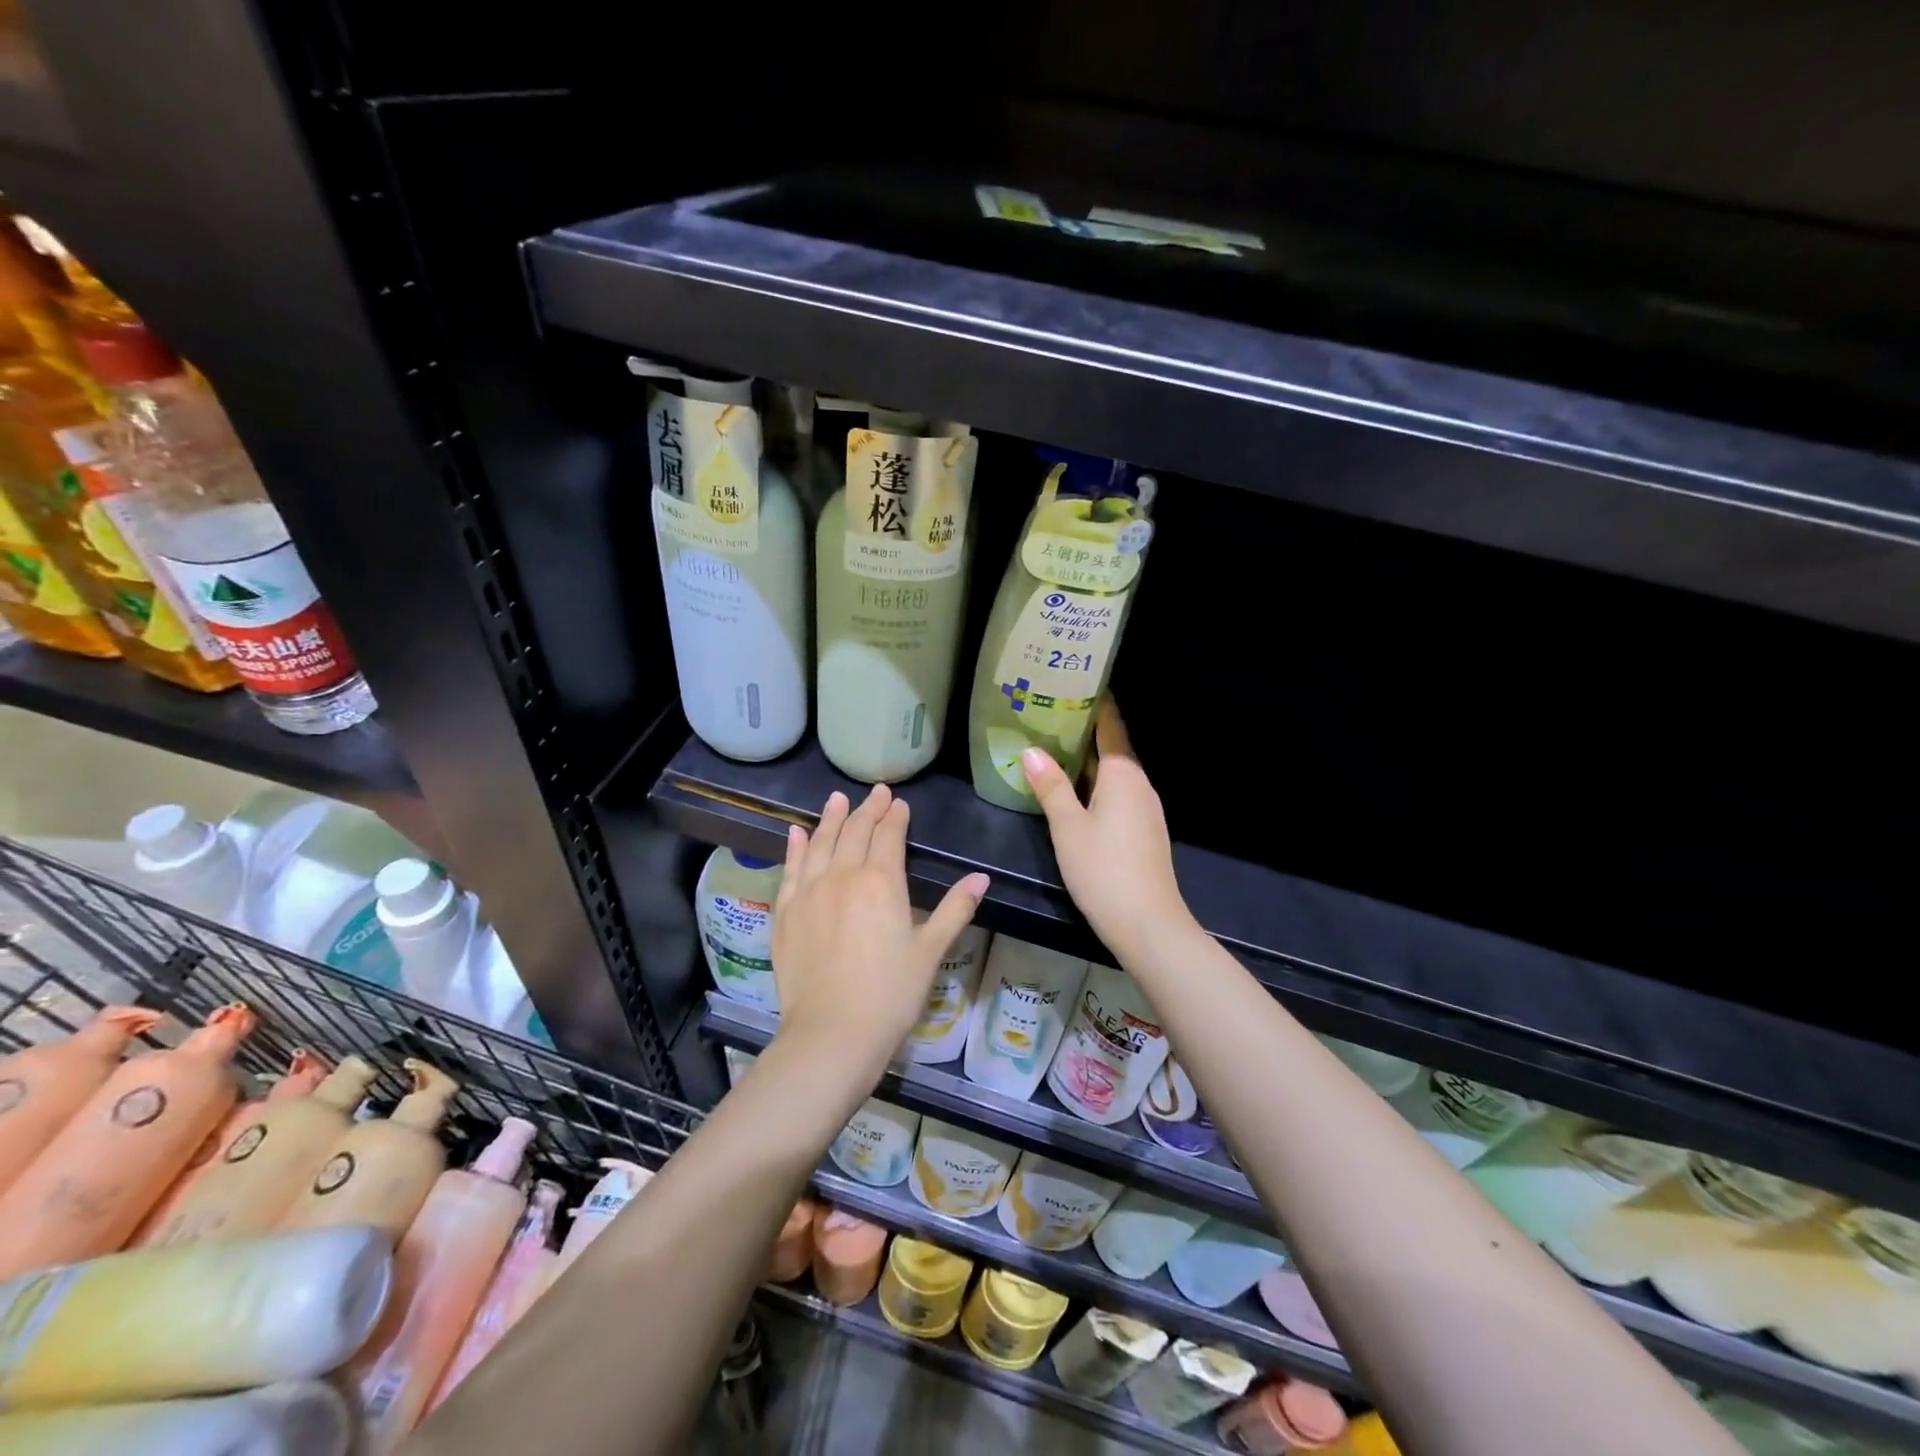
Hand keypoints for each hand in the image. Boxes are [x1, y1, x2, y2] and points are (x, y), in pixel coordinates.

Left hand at [771, 784, 989, 1078]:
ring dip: (830, 818)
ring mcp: (809, 892)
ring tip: (836, 799)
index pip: (889, 836)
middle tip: (876, 793)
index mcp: (881, 882)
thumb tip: (981, 877)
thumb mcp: (930, 951)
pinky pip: (790, 870)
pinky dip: (795, 848)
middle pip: (854, 832)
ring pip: (820, 843)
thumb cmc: (890, 994)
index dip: (895, 817)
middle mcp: (842, 876)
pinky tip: (797, 834)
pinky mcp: (785, 912)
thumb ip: (955, 909)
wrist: (831, 1034)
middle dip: (867, 810)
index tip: (900, 803)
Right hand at [1022, 698, 1195, 958]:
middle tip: (1047, 715)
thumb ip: (1050, 787)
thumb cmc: (1104, 870)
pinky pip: (1117, 794)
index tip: (1072, 684)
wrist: (1148, 924)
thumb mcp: (1068, 828)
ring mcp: (1145, 809)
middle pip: (1111, 749)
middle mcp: (1139, 784)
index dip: (1094, 704)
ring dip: (1086, 761)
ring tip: (1051, 747)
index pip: (1110, 726)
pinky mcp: (1143, 831)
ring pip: (1112, 774)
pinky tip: (1072, 791)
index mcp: (1123, 774)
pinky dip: (1094, 784)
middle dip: (1083, 732)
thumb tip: (1031, 751)